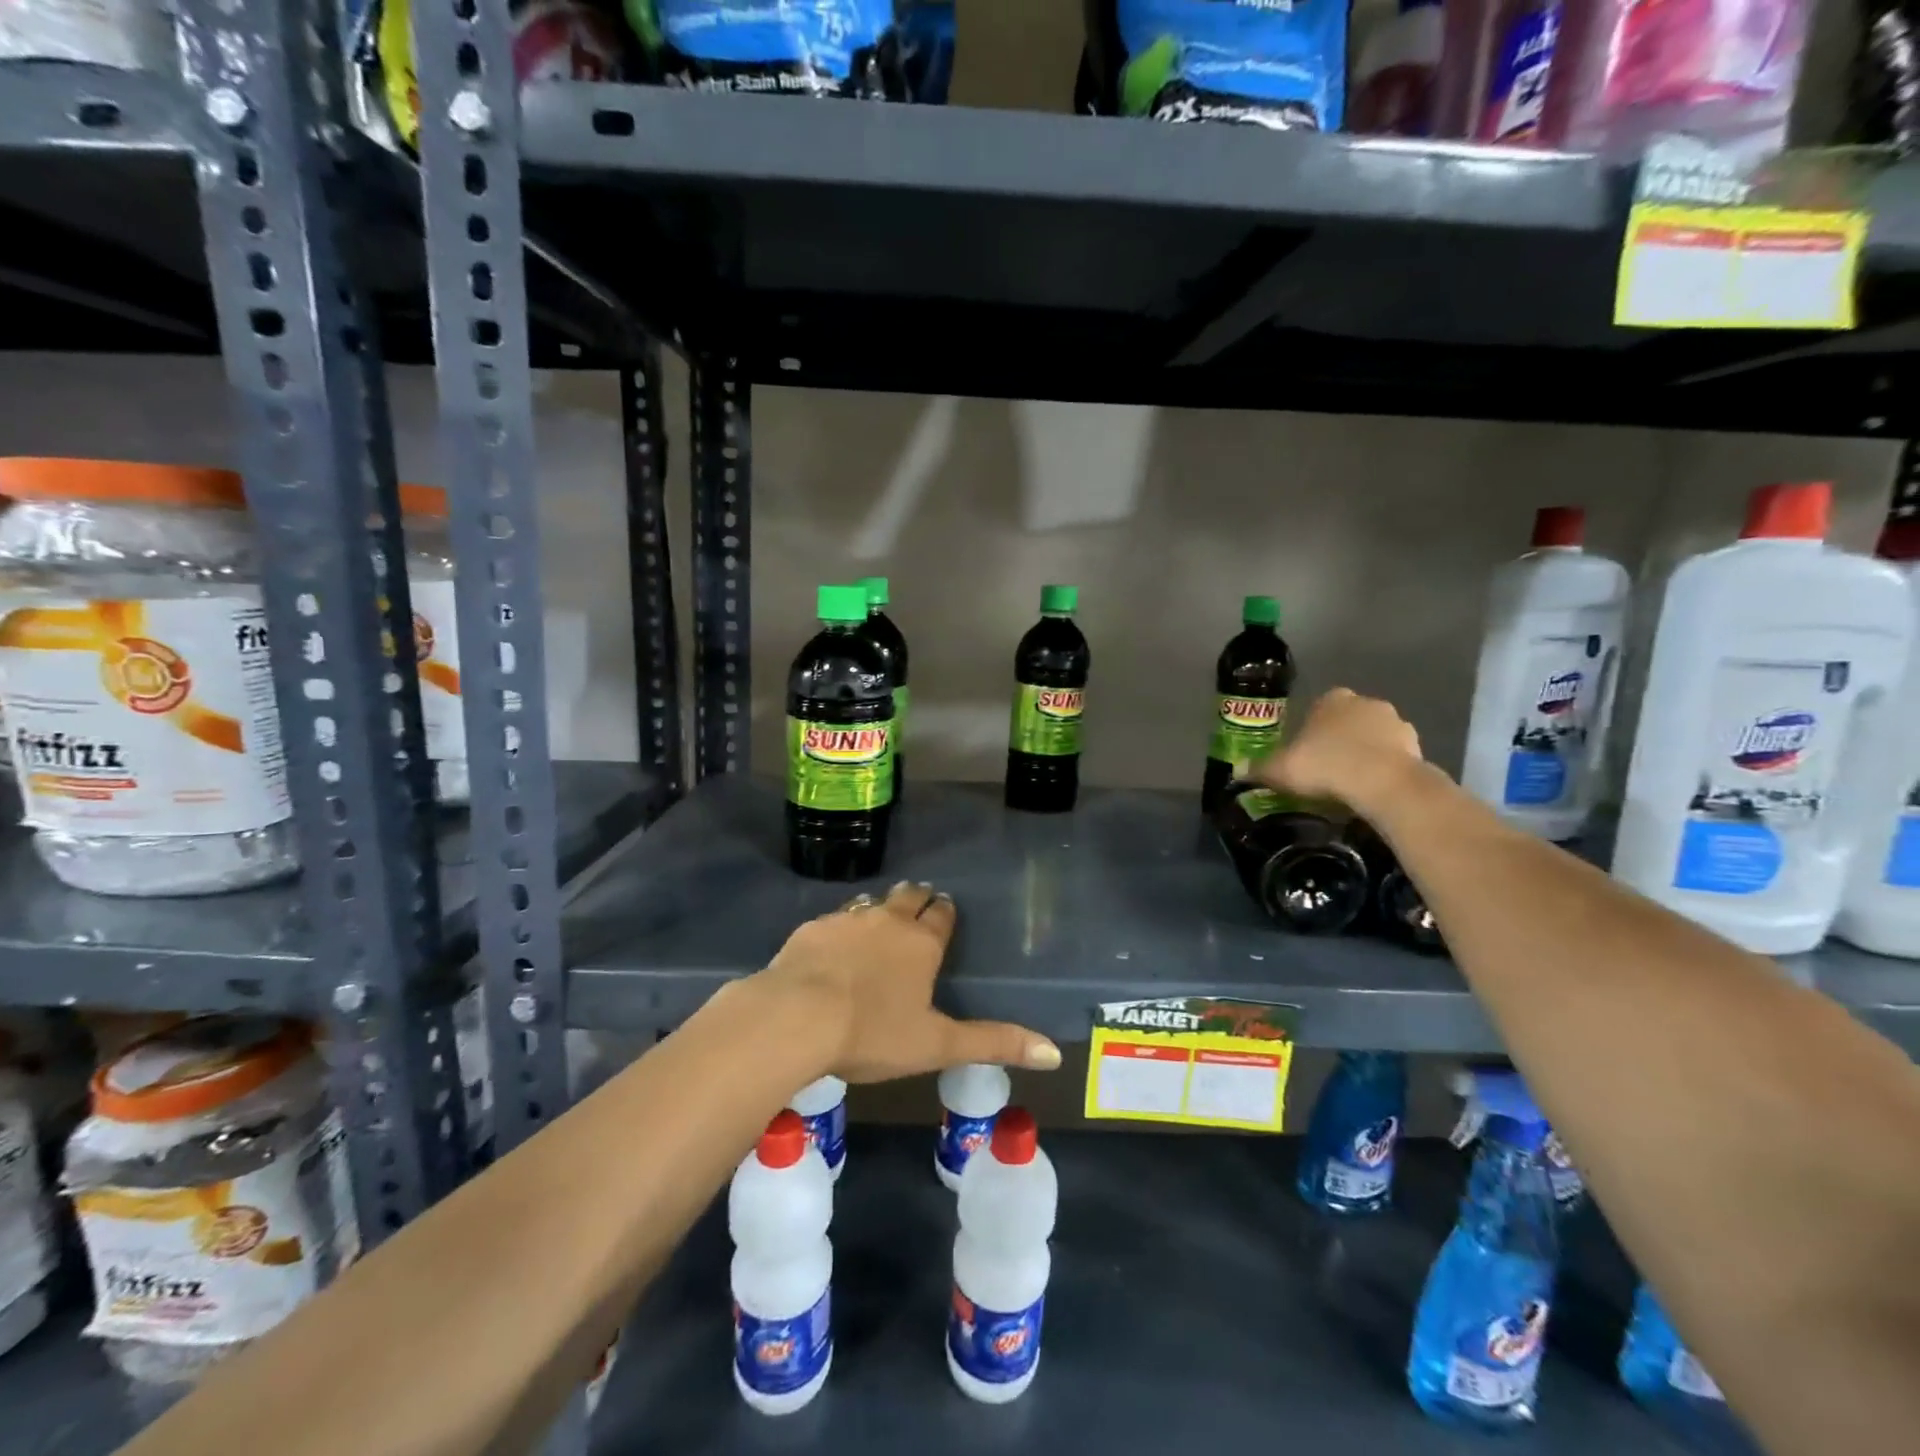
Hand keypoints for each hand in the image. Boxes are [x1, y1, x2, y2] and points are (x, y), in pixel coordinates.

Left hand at [754, 881, 1060, 1083]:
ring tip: (881, 916)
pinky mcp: (812, 928)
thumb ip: (994, 1043)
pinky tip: (835, 941)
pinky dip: (842, 925)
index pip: (942, 914)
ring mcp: (847, 920)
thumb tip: (1055, 1052)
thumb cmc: (873, 1032)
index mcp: (921, 943)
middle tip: (919, 902)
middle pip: (908, 897)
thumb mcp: (937, 1044)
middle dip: (917, 898)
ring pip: (870, 903)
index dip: (946, 912)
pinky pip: (835, 918)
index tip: (947, 909)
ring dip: (879, 908)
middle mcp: (888, 920)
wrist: (795, 1017)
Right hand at [1253, 687, 1424, 814]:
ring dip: (1364, 753)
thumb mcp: (1280, 770)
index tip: (1303, 754)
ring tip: (1350, 784)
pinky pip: (1393, 756)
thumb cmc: (1325, 765)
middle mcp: (1365, 703)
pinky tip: (1372, 790)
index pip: (1317, 708)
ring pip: (1373, 737)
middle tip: (1324, 769)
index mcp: (1331, 699)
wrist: (1382, 783)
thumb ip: (1259, 769)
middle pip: (1346, 720)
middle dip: (1338, 740)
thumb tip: (1239, 771)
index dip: (1309, 731)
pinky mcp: (1417, 746)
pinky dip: (1384, 769)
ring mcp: (1395, 723)